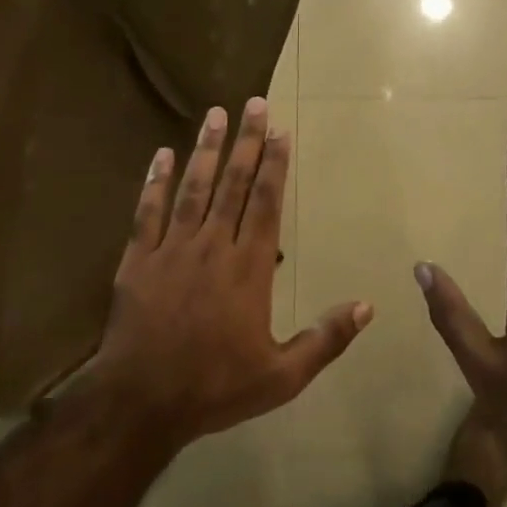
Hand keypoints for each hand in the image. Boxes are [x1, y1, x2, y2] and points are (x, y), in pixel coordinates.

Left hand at [88, 97, 371, 453]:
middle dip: (246, 141)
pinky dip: (154, 181)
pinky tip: (161, 154)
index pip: (265, 202)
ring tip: (215, 114)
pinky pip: (147, 212)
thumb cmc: (215, 388)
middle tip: (254, 103)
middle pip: (233, 183)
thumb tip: (368, 306)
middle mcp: (213, 246)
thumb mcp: (282, 376)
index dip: (274, 164)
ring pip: (193, 188)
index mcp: (249, 267)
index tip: (280, 131)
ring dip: (207, 149)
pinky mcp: (138, 259)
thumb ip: (325, 339)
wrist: (141, 403)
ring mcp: (173, 249)